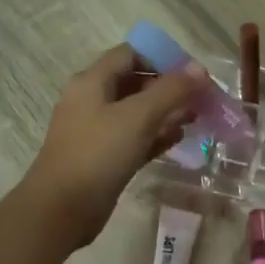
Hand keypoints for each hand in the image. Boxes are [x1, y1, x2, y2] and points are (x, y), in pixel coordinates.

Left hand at [15, 45, 204, 248]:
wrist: (62, 209)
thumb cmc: (98, 153)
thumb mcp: (138, 116)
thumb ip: (171, 90)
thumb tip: (200, 68)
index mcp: (92, 82)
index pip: (130, 54)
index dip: (162, 57)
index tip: (193, 72)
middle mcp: (93, 101)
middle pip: (136, 82)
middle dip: (169, 87)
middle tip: (202, 97)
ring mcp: (97, 131)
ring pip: (137, 113)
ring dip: (166, 112)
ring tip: (197, 117)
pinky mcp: (105, 158)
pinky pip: (135, 138)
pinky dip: (156, 135)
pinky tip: (180, 138)